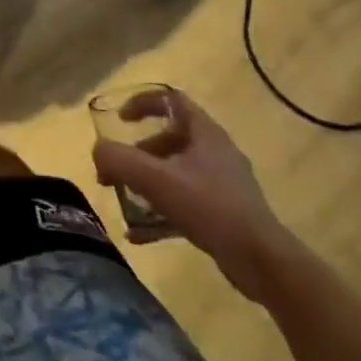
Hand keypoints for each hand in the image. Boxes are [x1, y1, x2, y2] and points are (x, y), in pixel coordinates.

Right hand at [91, 89, 294, 302]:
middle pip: (169, 139)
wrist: (261, 261)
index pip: (171, 100)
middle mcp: (215, 152)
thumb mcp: (154, 179)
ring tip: (124, 201)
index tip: (120, 120)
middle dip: (137, 153)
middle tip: (116, 170)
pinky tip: (139, 235)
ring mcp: (222, 184)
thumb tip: (99, 152)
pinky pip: (184, 202)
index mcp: (205, 133)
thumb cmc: (208, 207)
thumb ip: (118, 159)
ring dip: (146, 183)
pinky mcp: (224, 212)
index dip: (142, 103)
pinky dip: (160, 211)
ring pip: (175, 172)